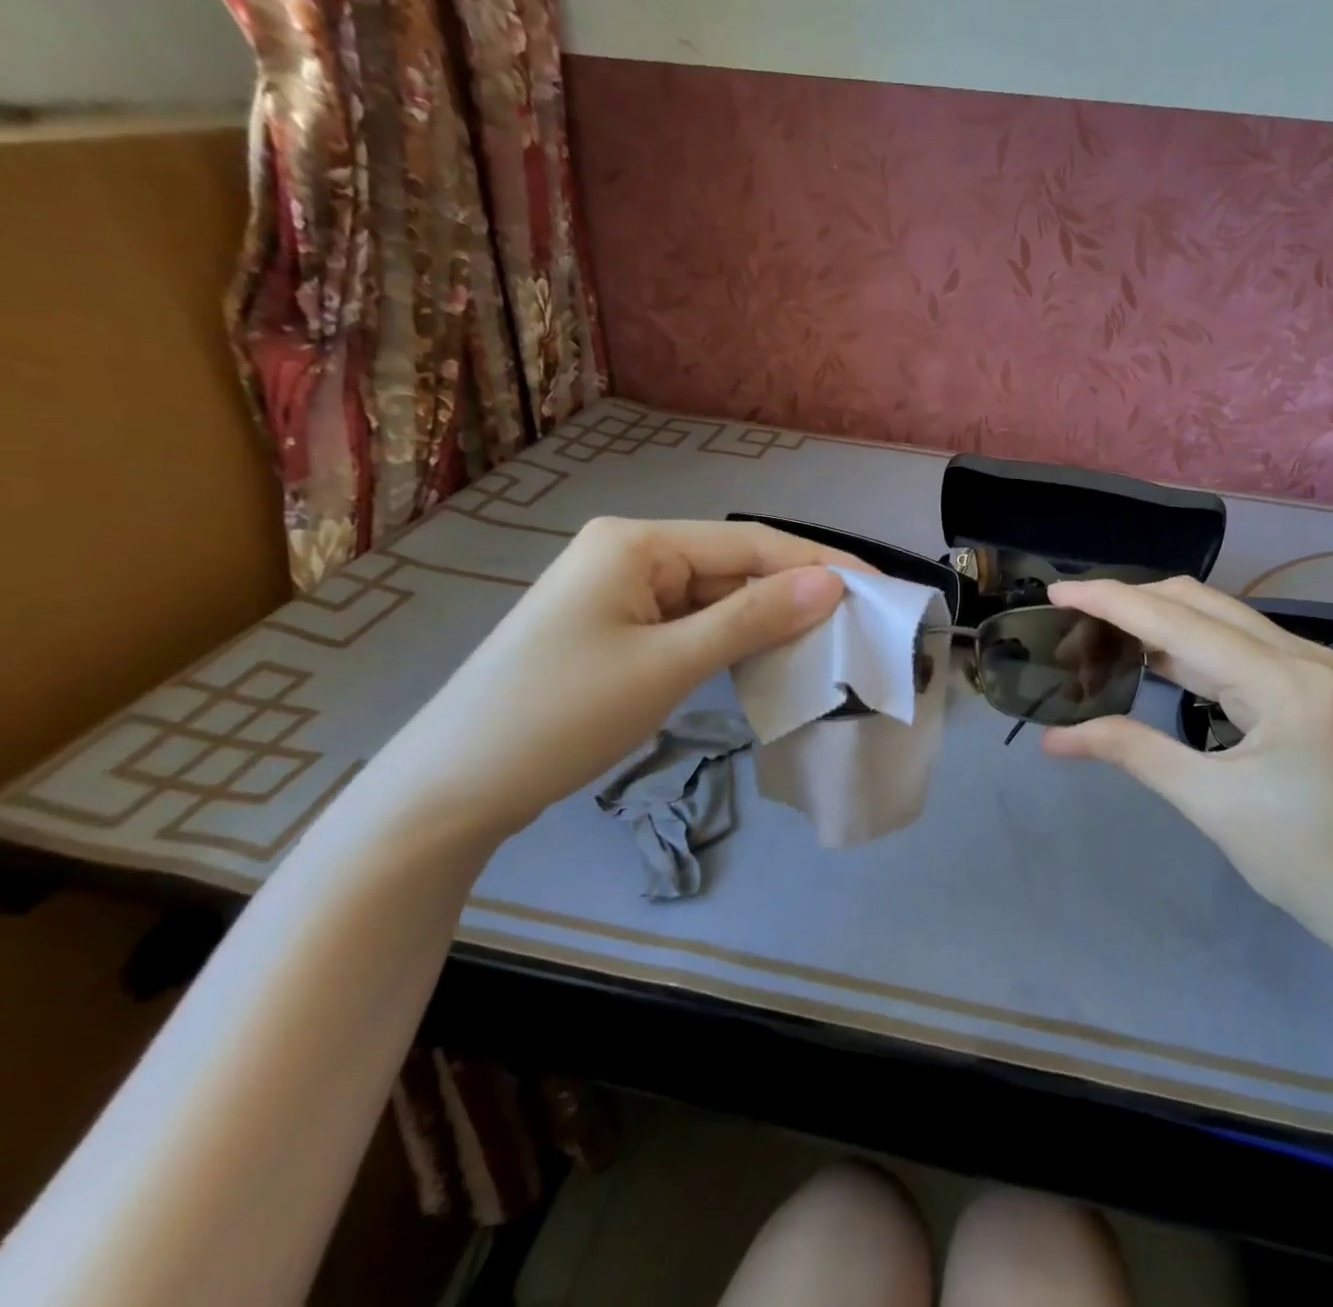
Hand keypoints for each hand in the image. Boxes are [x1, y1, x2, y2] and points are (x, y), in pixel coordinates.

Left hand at [348, 519, 861, 851]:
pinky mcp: (618, 630)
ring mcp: (621, 593)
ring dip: (767, 620)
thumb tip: (834, 583)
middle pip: (733, 566)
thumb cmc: (560, 716)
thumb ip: (754, 618)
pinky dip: (732, 641)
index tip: (880, 587)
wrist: (453, 790)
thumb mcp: (669, 665)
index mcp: (636, 542)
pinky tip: (768, 658)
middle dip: (796, 594)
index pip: (749, 543)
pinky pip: (692, 624)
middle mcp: (630, 553)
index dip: (819, 564)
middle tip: (861, 624)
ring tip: (829, 642)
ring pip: (716, 597)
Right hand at [1042, 577, 1332, 970]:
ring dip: (1156, 623)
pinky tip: (1149, 657)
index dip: (1112, 602)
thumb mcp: (1210, 804)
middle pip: (1200, 604)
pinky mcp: (1306, 688)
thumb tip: (1055, 737)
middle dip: (1131, 602)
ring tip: (1097, 635)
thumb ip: (1133, 752)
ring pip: (1216, 622)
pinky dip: (1185, 648)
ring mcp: (1309, 669)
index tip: (1056, 592)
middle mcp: (1301, 656)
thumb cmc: (1307, 861)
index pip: (1179, 622)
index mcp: (1284, 680)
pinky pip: (1234, 650)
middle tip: (1072, 618)